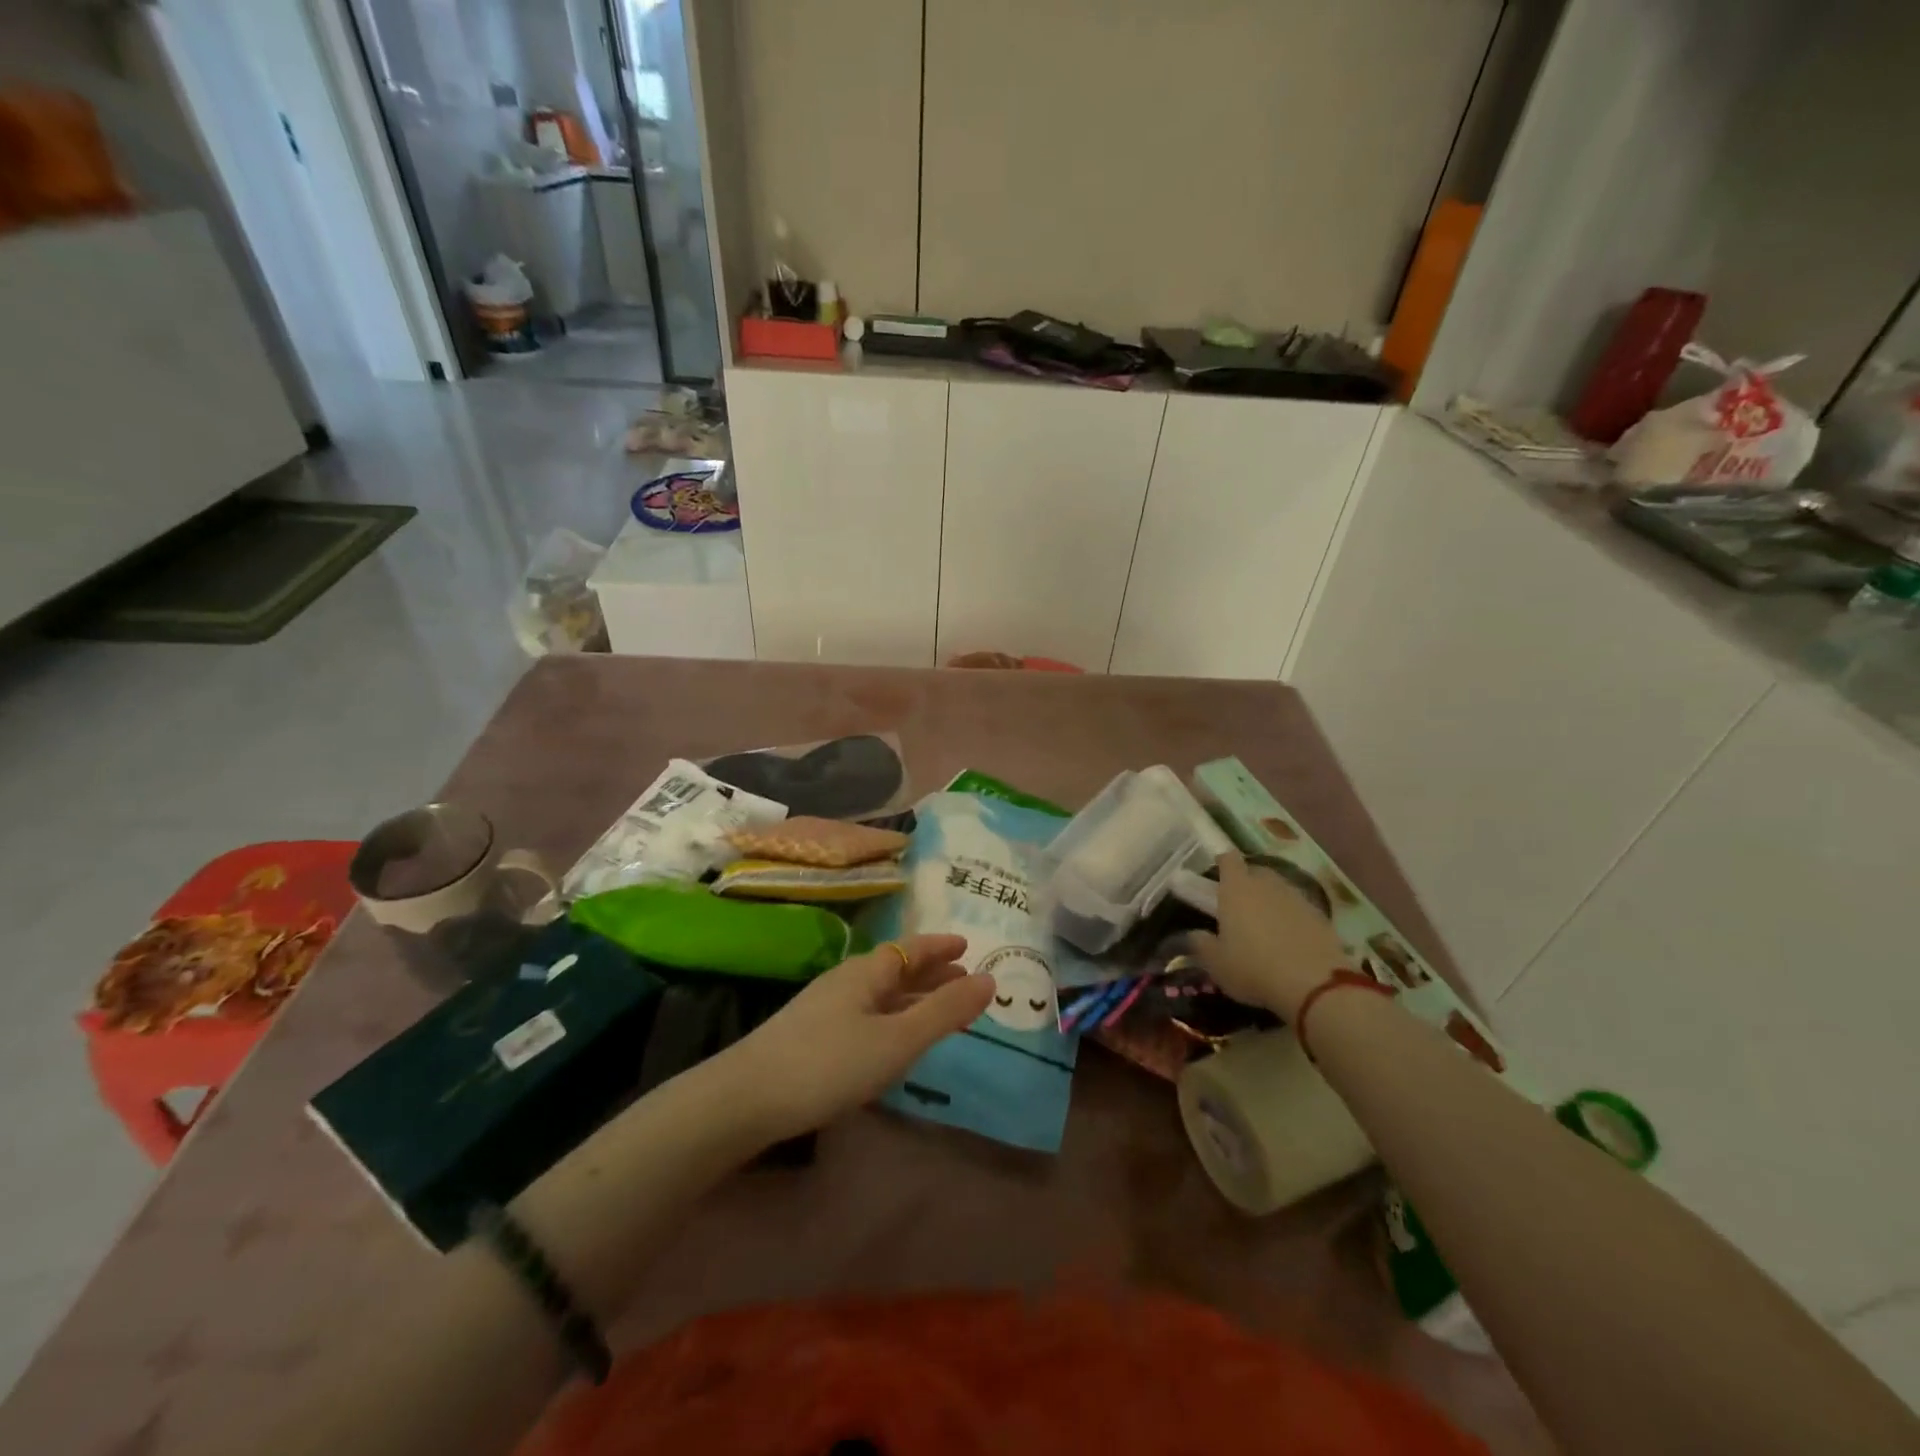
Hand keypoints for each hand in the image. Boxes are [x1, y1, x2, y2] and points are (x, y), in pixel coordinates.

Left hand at [723, 934, 993, 1142]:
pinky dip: (892, 1018)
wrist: (744, 1100)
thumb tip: (990, 979)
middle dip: (931, 974)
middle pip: (896, 970)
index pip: (911, 949)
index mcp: (866, 972)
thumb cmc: (828, 1064)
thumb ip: (944, 1012)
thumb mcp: (896, 1040)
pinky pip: (866, 1015)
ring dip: (912, 998)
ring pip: (880, 995)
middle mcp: (846, 982)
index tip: (966, 946)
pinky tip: (892, 1039)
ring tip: (938, 1010)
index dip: (940, 948)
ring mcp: (825, 1009)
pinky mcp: (812, 1037)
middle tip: (963, 981)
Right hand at [1189, 852, 1349, 1019]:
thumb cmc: (1253, 969)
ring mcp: (1297, 898)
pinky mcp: (1321, 916)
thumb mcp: (1216, 963)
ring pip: (1280, 889)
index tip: (1217, 875)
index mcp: (1236, 888)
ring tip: (1266, 925)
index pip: (1228, 859)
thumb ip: (1201, 944)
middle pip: (1256, 871)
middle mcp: (1267, 884)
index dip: (1222, 863)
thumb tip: (1194, 934)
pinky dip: (1292, 917)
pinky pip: (1300, 909)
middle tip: (1239, 904)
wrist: (1315, 985)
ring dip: (1271, 900)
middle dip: (1247, 881)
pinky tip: (1290, 940)